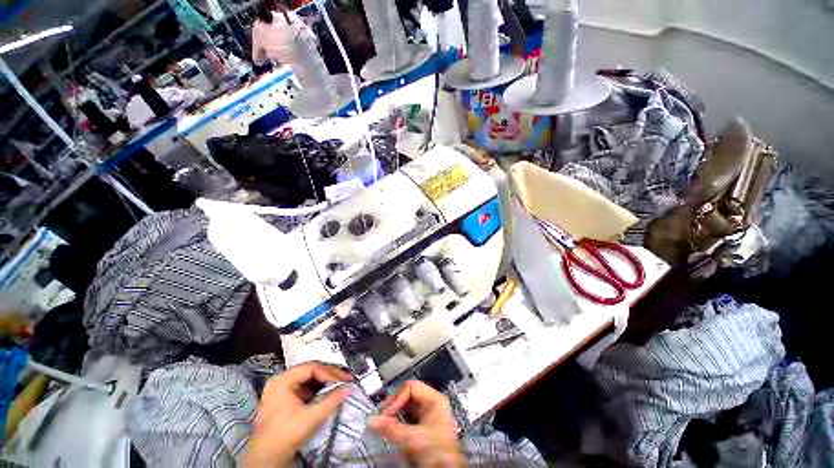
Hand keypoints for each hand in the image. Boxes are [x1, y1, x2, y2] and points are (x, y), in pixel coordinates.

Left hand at [242, 362, 351, 466]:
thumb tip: (349, 388)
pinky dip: (317, 389)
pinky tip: (327, 392)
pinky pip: (304, 386)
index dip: (331, 372)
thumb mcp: (311, 417)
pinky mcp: (283, 398)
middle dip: (329, 375)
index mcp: (283, 380)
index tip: (344, 379)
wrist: (266, 458)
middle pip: (310, 370)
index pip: (312, 368)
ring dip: (325, 381)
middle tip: (345, 379)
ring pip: (308, 378)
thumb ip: (331, 401)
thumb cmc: (286, 435)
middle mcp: (280, 380)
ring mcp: (280, 388)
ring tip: (339, 384)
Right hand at [368, 381, 462, 467]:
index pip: (411, 388)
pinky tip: (393, 426)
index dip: (397, 399)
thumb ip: (391, 429)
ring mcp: (429, 413)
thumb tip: (372, 421)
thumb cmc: (436, 451)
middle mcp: (432, 402)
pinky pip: (409, 415)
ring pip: (408, 405)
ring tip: (385, 420)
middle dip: (394, 404)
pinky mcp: (425, 424)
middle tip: (382, 415)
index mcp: (434, 399)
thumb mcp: (412, 439)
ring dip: (395, 411)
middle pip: (409, 394)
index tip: (385, 413)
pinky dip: (399, 418)